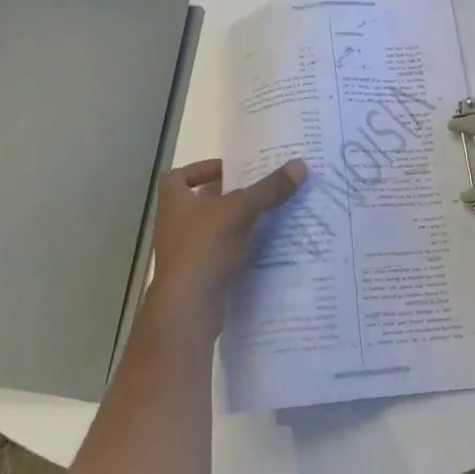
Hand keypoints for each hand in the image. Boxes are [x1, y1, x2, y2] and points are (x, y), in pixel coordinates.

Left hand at [148, 158, 305, 334]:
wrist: (187, 308)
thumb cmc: (203, 247)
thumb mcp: (240, 210)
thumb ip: (269, 189)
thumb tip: (300, 165)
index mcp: (174, 201)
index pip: (179, 176)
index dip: (200, 169)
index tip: (228, 171)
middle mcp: (174, 224)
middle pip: (199, 202)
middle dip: (226, 196)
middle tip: (257, 190)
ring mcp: (183, 253)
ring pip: (210, 230)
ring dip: (233, 224)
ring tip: (266, 216)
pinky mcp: (196, 277)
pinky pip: (218, 256)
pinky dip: (236, 250)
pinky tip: (261, 248)